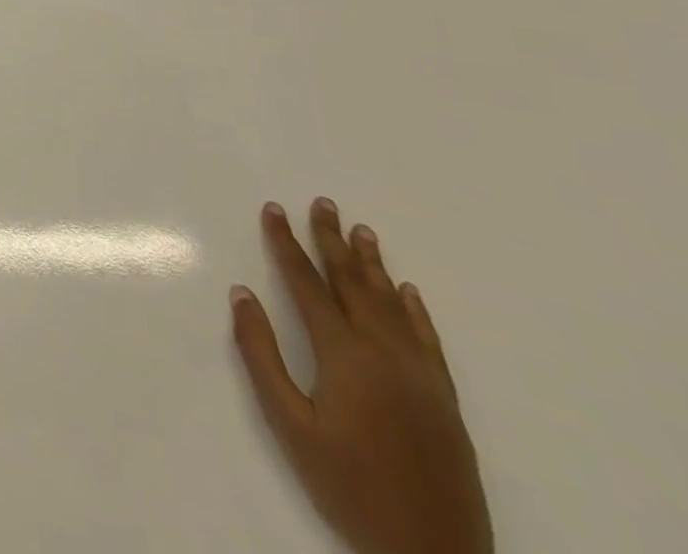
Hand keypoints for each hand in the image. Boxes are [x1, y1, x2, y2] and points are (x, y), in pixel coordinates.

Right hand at [230, 199, 491, 553]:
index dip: (286, 243)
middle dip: (332, 240)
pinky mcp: (445, 401)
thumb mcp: (290, 425)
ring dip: (373, 264)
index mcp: (344, 355)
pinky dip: (414, 310)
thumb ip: (261, 355)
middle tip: (323, 202)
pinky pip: (428, 340)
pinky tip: (407, 292)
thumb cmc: (349, 486)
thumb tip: (242, 295)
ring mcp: (421, 377)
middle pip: (353, 283)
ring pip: (392, 304)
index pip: (307, 283)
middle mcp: (385, 354)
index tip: (273, 209)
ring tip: (362, 230)